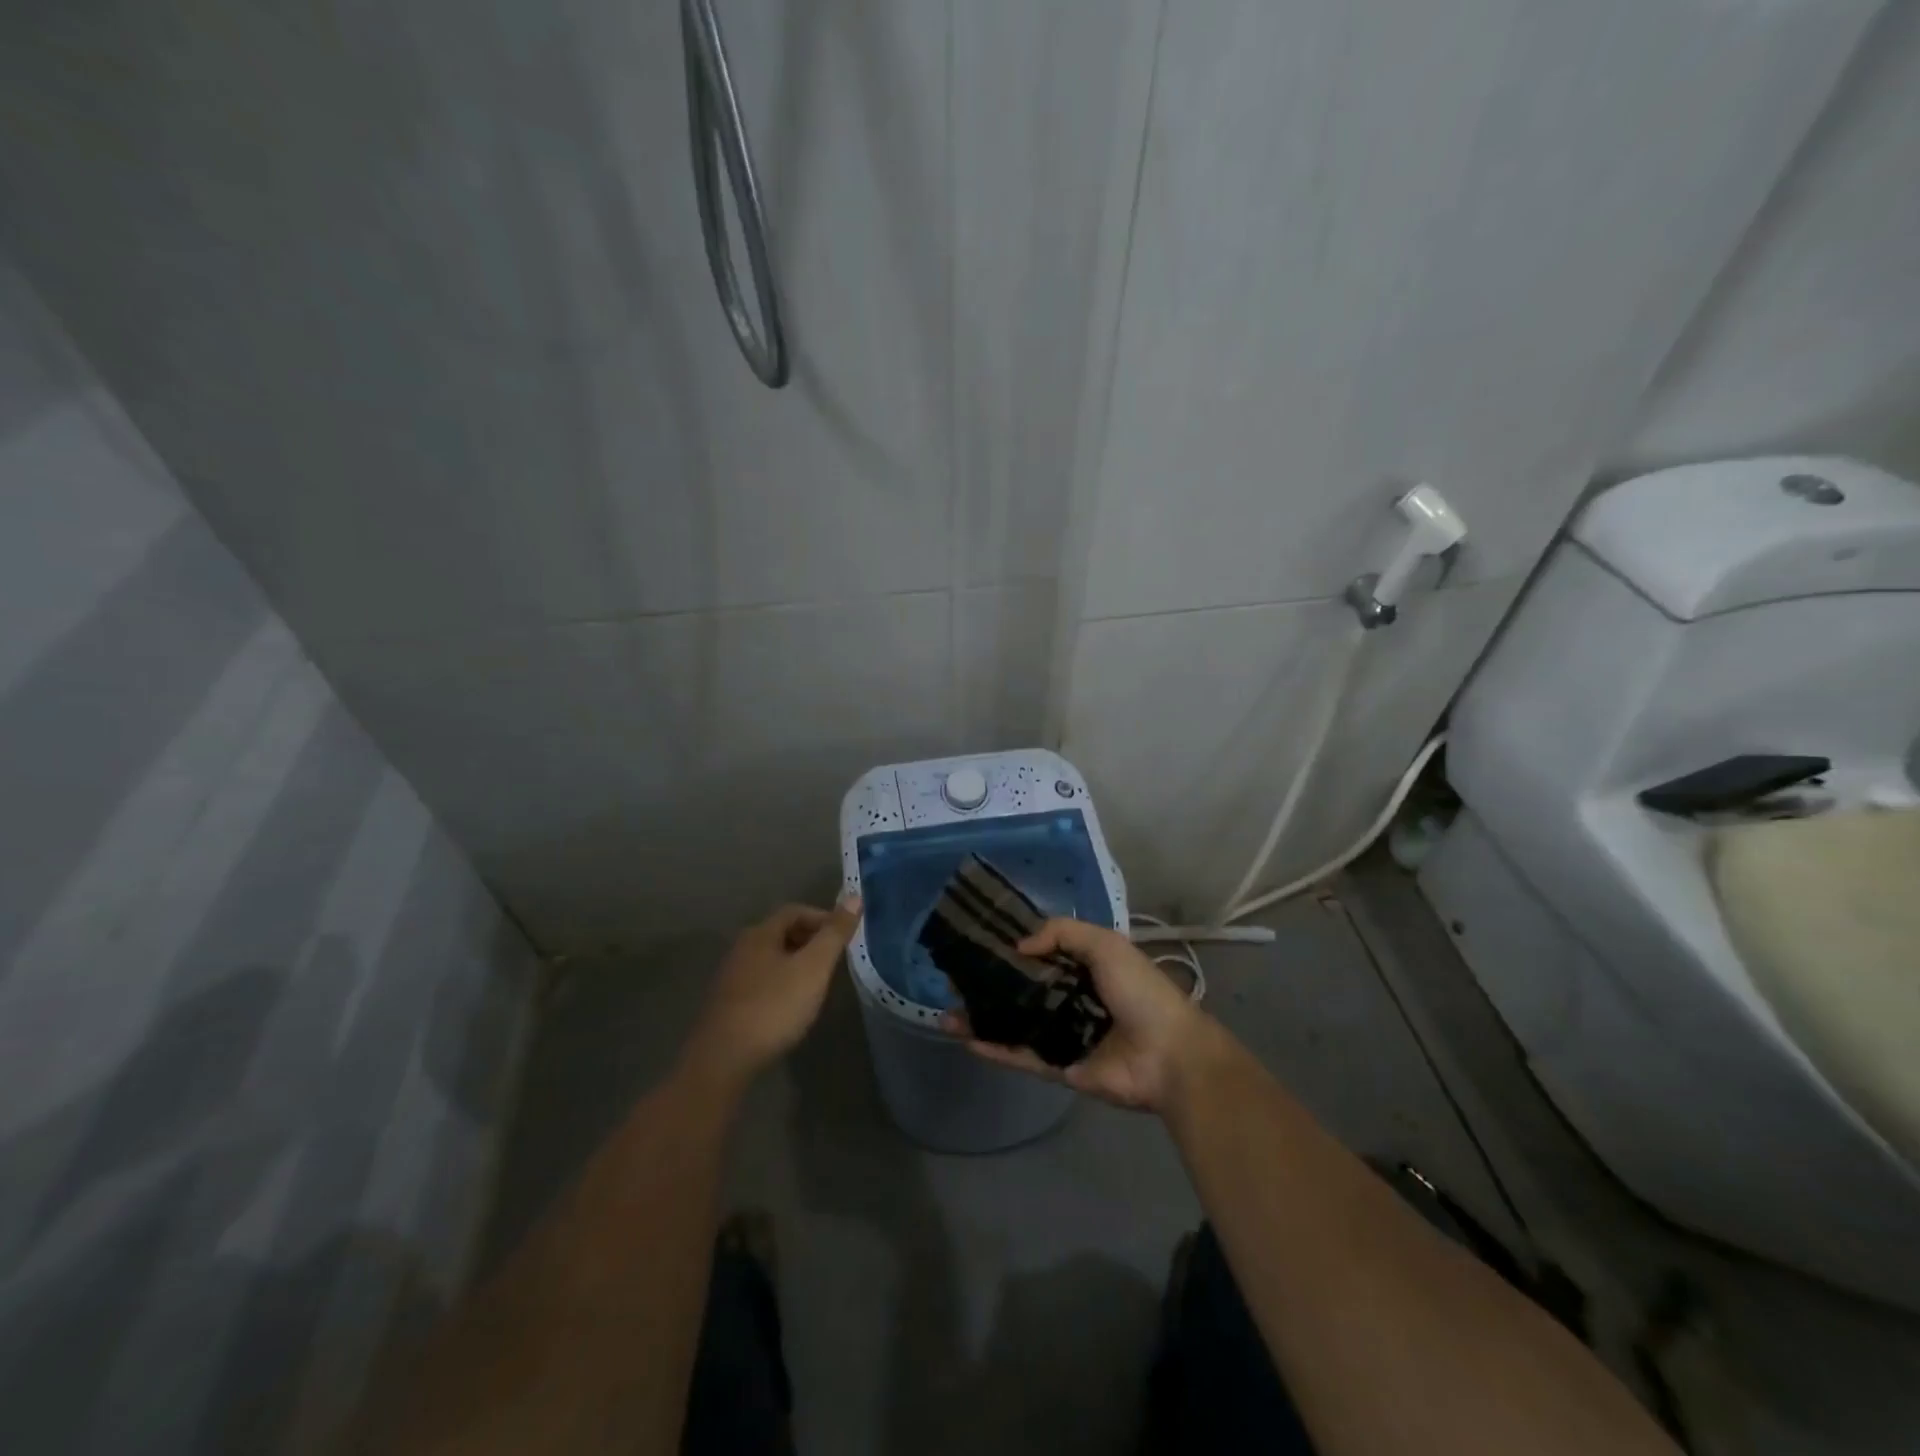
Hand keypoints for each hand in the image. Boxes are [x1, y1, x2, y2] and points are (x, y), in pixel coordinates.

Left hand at [684, 897, 861, 1084]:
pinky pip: (760, 981)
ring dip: (795, 963)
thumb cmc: (774, 1007)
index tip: (843, 937)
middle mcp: (741, 949)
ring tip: (817, 982)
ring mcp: (730, 977)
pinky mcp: (727, 1004)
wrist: (723, 1060)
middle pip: (780, 933)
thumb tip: (855, 895)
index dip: (822, 918)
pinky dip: (781, 983)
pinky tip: (790, 1005)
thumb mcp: (813, 968)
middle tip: (834, 959)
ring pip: (770, 958)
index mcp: (760, 934)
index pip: (795, 911)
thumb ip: (834, 933)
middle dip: (810, 940)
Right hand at [953, 917, 1217, 1112]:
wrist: (1169, 1055)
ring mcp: (1064, 1034)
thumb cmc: (1140, 992)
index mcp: (1085, 968)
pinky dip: (995, 1049)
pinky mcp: (1060, 1067)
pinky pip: (1022, 1056)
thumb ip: (1062, 933)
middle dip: (990, 985)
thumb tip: (1021, 945)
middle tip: (953, 980)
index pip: (1041, 955)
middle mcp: (1072, 999)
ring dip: (984, 1019)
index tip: (978, 943)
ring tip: (947, 1013)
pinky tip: (966, 1040)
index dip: (1012, 949)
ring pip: (1015, 1023)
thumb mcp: (1106, 945)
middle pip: (1022, 990)